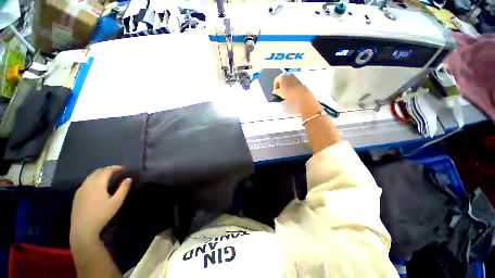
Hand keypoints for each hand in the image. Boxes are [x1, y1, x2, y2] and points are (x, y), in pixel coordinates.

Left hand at [70, 166, 130, 244]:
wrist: (83, 228)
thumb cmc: (102, 214)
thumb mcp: (116, 202)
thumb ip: (123, 189)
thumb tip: (128, 179)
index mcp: (97, 184)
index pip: (106, 171)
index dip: (115, 168)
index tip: (123, 168)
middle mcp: (88, 184)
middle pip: (97, 172)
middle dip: (107, 169)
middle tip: (116, 171)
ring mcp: (81, 189)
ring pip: (90, 176)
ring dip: (100, 173)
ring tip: (108, 176)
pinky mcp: (77, 195)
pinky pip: (86, 182)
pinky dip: (93, 179)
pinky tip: (97, 185)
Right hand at [273, 73, 320, 116]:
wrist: (300, 94)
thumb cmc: (288, 92)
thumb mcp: (279, 93)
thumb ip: (276, 91)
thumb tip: (274, 91)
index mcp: (281, 76)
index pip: (276, 81)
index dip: (275, 87)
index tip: (275, 93)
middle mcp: (287, 74)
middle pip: (281, 80)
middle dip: (280, 86)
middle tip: (280, 92)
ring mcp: (293, 76)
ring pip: (287, 81)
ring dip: (285, 86)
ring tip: (285, 93)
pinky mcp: (298, 80)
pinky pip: (291, 83)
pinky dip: (290, 86)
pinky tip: (290, 92)